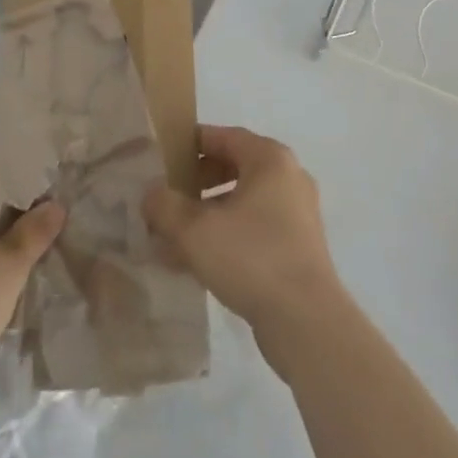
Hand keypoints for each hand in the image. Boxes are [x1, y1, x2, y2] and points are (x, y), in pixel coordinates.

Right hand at [143, 126, 346, 362]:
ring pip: (244, 202)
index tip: (163, 157)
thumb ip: (165, 206)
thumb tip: (151, 194)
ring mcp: (297, 213)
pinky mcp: (298, 247)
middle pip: (235, 167)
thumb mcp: (195, 230)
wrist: (306, 321)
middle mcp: (289, 177)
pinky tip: (198, 262)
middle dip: (198, 182)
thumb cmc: (251, 258)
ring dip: (209, 214)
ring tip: (175, 236)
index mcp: (270, 159)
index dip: (192, 144)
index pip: (225, 136)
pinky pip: (255, 228)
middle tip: (168, 197)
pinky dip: (228, 235)